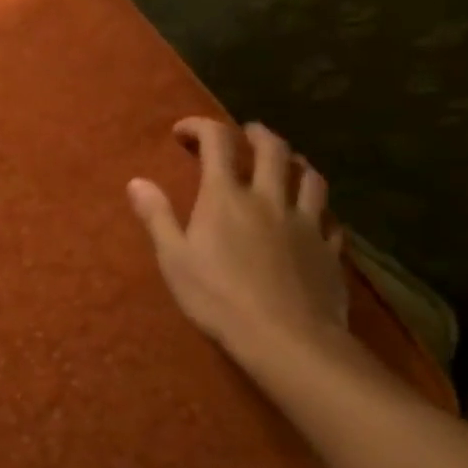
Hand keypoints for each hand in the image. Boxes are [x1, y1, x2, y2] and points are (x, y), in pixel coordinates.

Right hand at [127, 119, 351, 367]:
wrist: (287, 340)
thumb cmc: (219, 298)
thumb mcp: (174, 259)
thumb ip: (157, 216)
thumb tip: (136, 181)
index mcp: (226, 197)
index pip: (217, 142)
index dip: (200, 126)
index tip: (183, 132)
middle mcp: (269, 198)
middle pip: (273, 149)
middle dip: (256, 134)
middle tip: (245, 134)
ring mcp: (306, 223)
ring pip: (310, 177)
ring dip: (296, 162)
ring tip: (286, 165)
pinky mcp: (330, 250)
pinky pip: (331, 218)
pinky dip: (320, 209)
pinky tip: (314, 217)